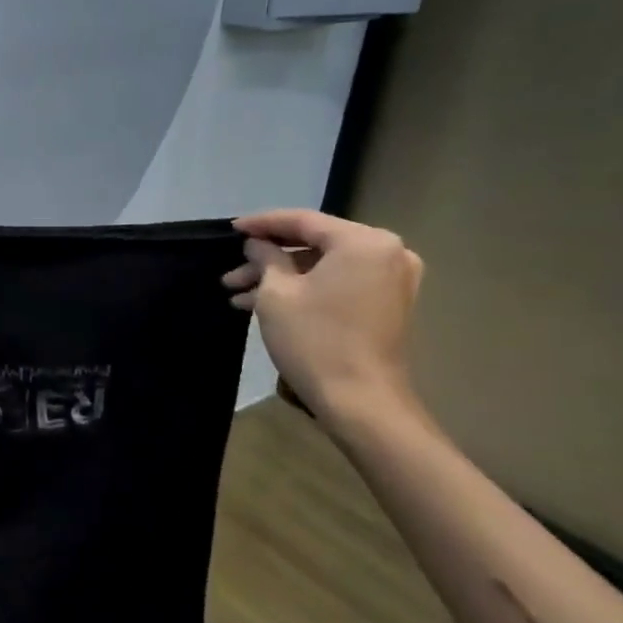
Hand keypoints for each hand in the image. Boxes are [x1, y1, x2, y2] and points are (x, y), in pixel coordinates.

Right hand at [222, 209, 423, 421]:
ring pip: (323, 267)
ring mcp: (391, 279)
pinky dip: (305, 289)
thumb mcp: (277, 294)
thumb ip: (266, 258)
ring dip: (281, 278)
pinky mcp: (387, 304)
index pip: (303, 220)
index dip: (262, 224)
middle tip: (231, 271)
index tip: (232, 229)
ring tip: (238, 294)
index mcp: (363, 241)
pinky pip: (339, 283)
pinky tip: (264, 304)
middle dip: (268, 258)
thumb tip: (258, 244)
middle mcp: (387, 252)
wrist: (360, 401)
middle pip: (315, 244)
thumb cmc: (315, 340)